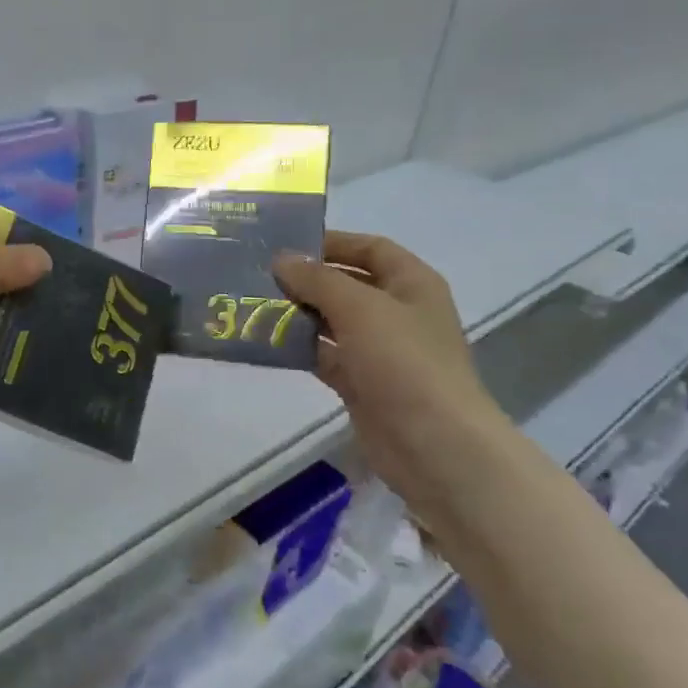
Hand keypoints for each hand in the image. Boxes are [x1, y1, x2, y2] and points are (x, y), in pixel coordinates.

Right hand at [273, 232, 510, 502]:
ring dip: (299, 314)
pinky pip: (326, 355)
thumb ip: (317, 280)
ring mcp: (381, 350)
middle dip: (307, 279)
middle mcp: (398, 312)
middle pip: (348, 284)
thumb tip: (281, 259)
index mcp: (412, 284)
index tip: (287, 244)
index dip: (333, 242)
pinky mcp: (362, 383)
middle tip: (259, 275)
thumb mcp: (359, 308)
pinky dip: (300, 348)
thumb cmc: (404, 362)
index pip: (371, 248)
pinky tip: (267, 342)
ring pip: (333, 321)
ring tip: (254, 305)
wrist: (433, 445)